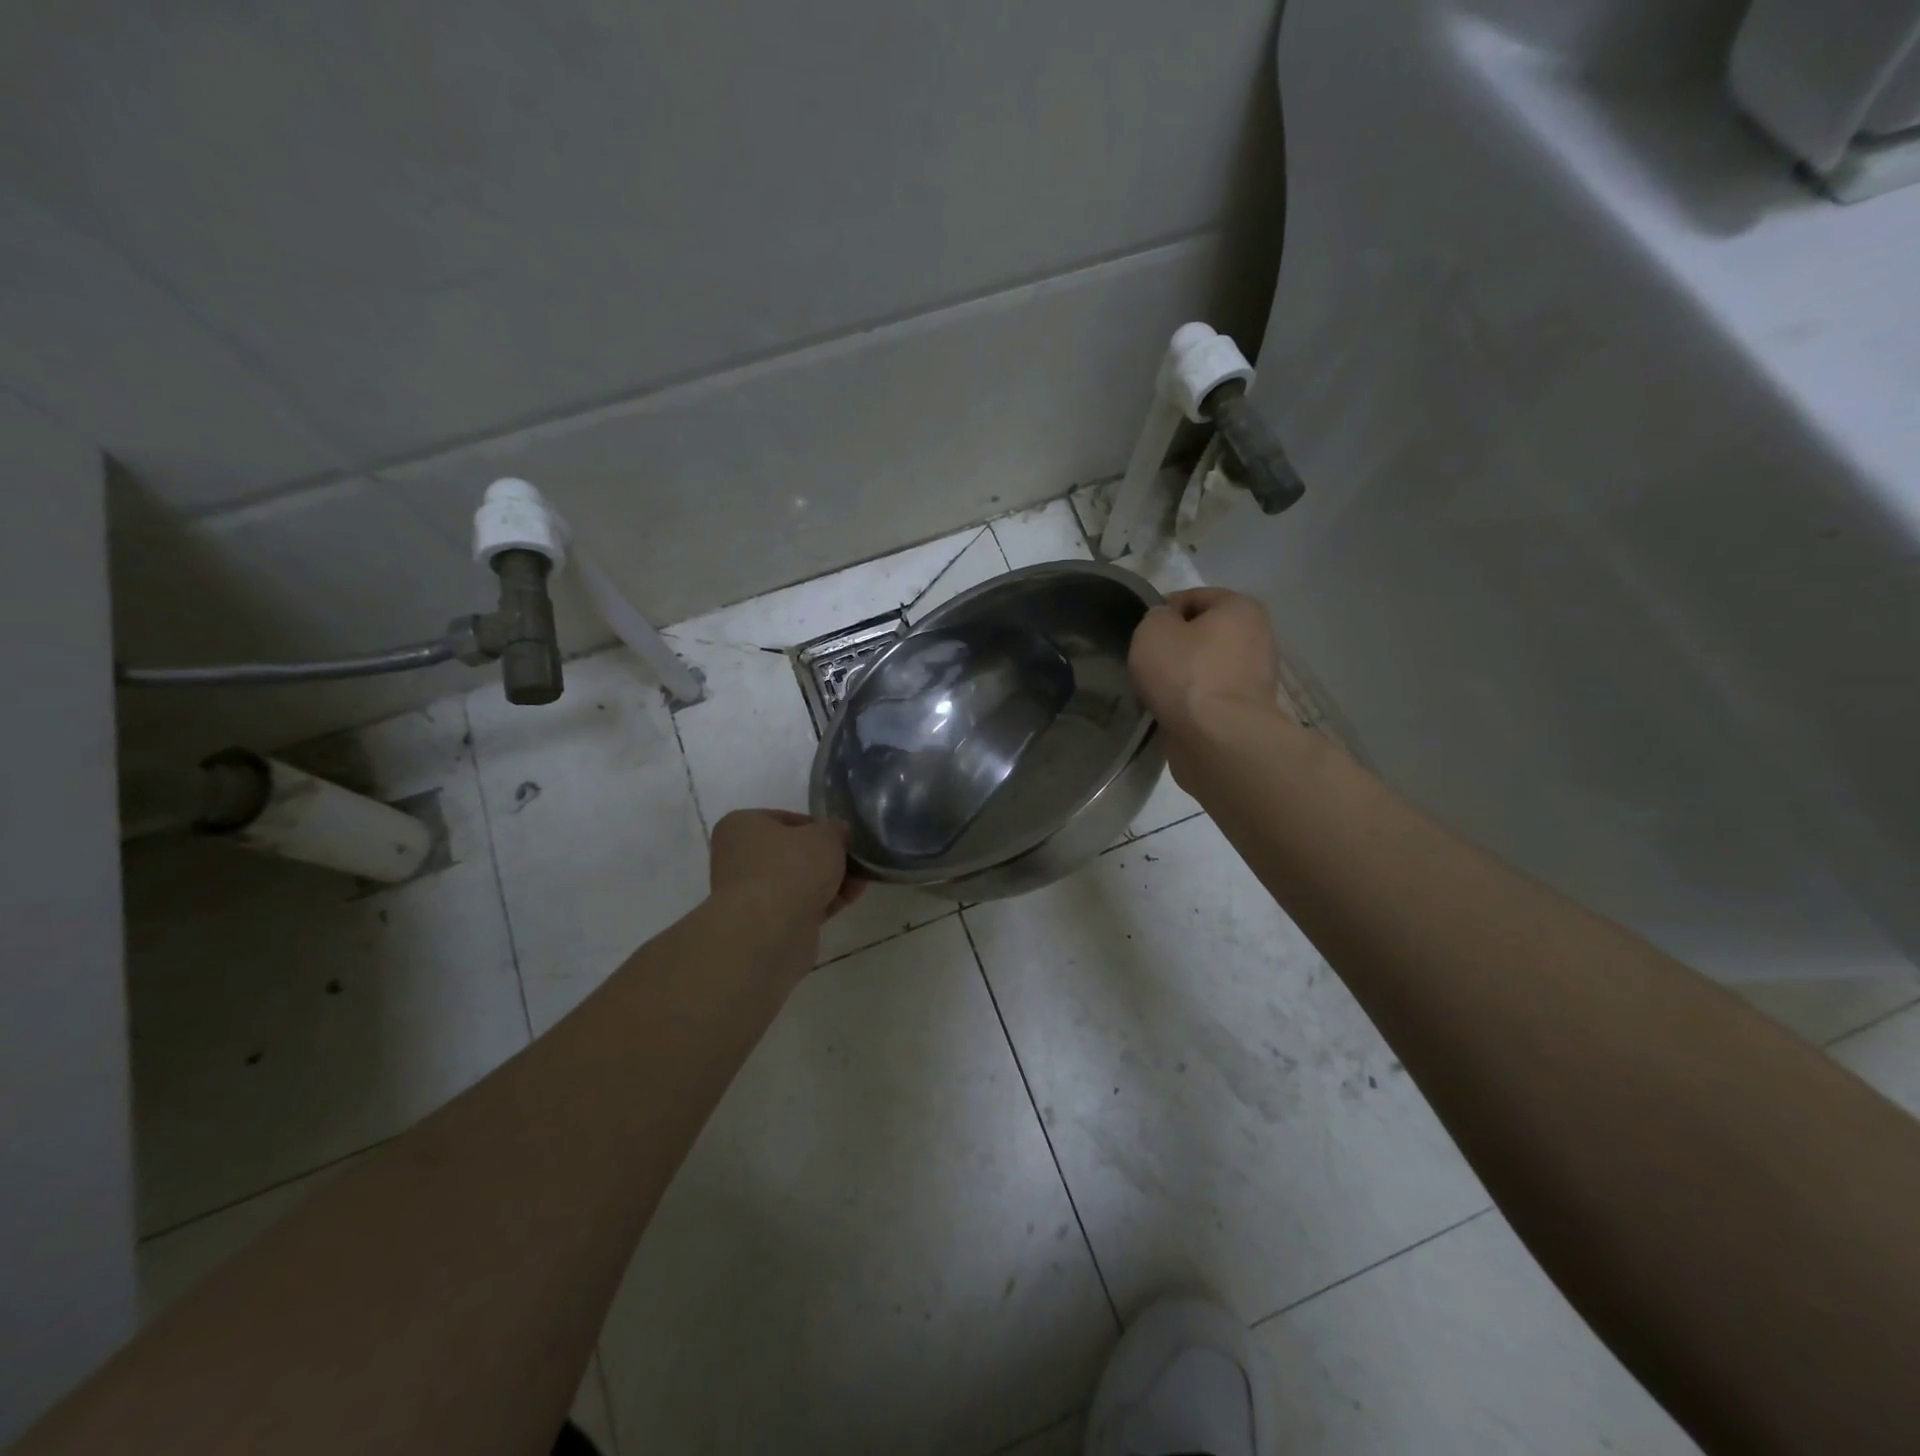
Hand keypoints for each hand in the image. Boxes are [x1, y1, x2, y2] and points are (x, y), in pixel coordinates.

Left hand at [708, 809, 865, 925]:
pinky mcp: (766, 923)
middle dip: (825, 857)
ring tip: (861, 879)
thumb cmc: (791, 867)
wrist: (770, 931)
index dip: (817, 826)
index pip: (784, 819)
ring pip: (797, 881)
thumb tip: (838, 831)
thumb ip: (834, 830)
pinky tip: (852, 897)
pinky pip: (800, 905)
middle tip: (853, 858)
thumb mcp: (824, 836)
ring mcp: (751, 894)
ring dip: (829, 880)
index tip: (841, 835)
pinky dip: (825, 901)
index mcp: (741, 826)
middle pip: (791, 852)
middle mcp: (739, 858)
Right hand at [1129, 588, 1279, 736]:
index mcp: (1240, 608)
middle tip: (1148, 663)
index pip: (1194, 596)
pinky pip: (1210, 696)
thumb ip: (1156, 617)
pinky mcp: (1247, 711)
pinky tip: (1172, 711)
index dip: (1163, 611)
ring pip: (1206, 667)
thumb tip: (1166, 625)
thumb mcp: (1153, 630)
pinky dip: (1191, 702)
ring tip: (1157, 691)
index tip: (1143, 635)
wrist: (1218, 740)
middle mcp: (1257, 637)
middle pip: (1203, 634)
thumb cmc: (1186, 674)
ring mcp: (1255, 678)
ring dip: (1182, 677)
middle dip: (1175, 646)